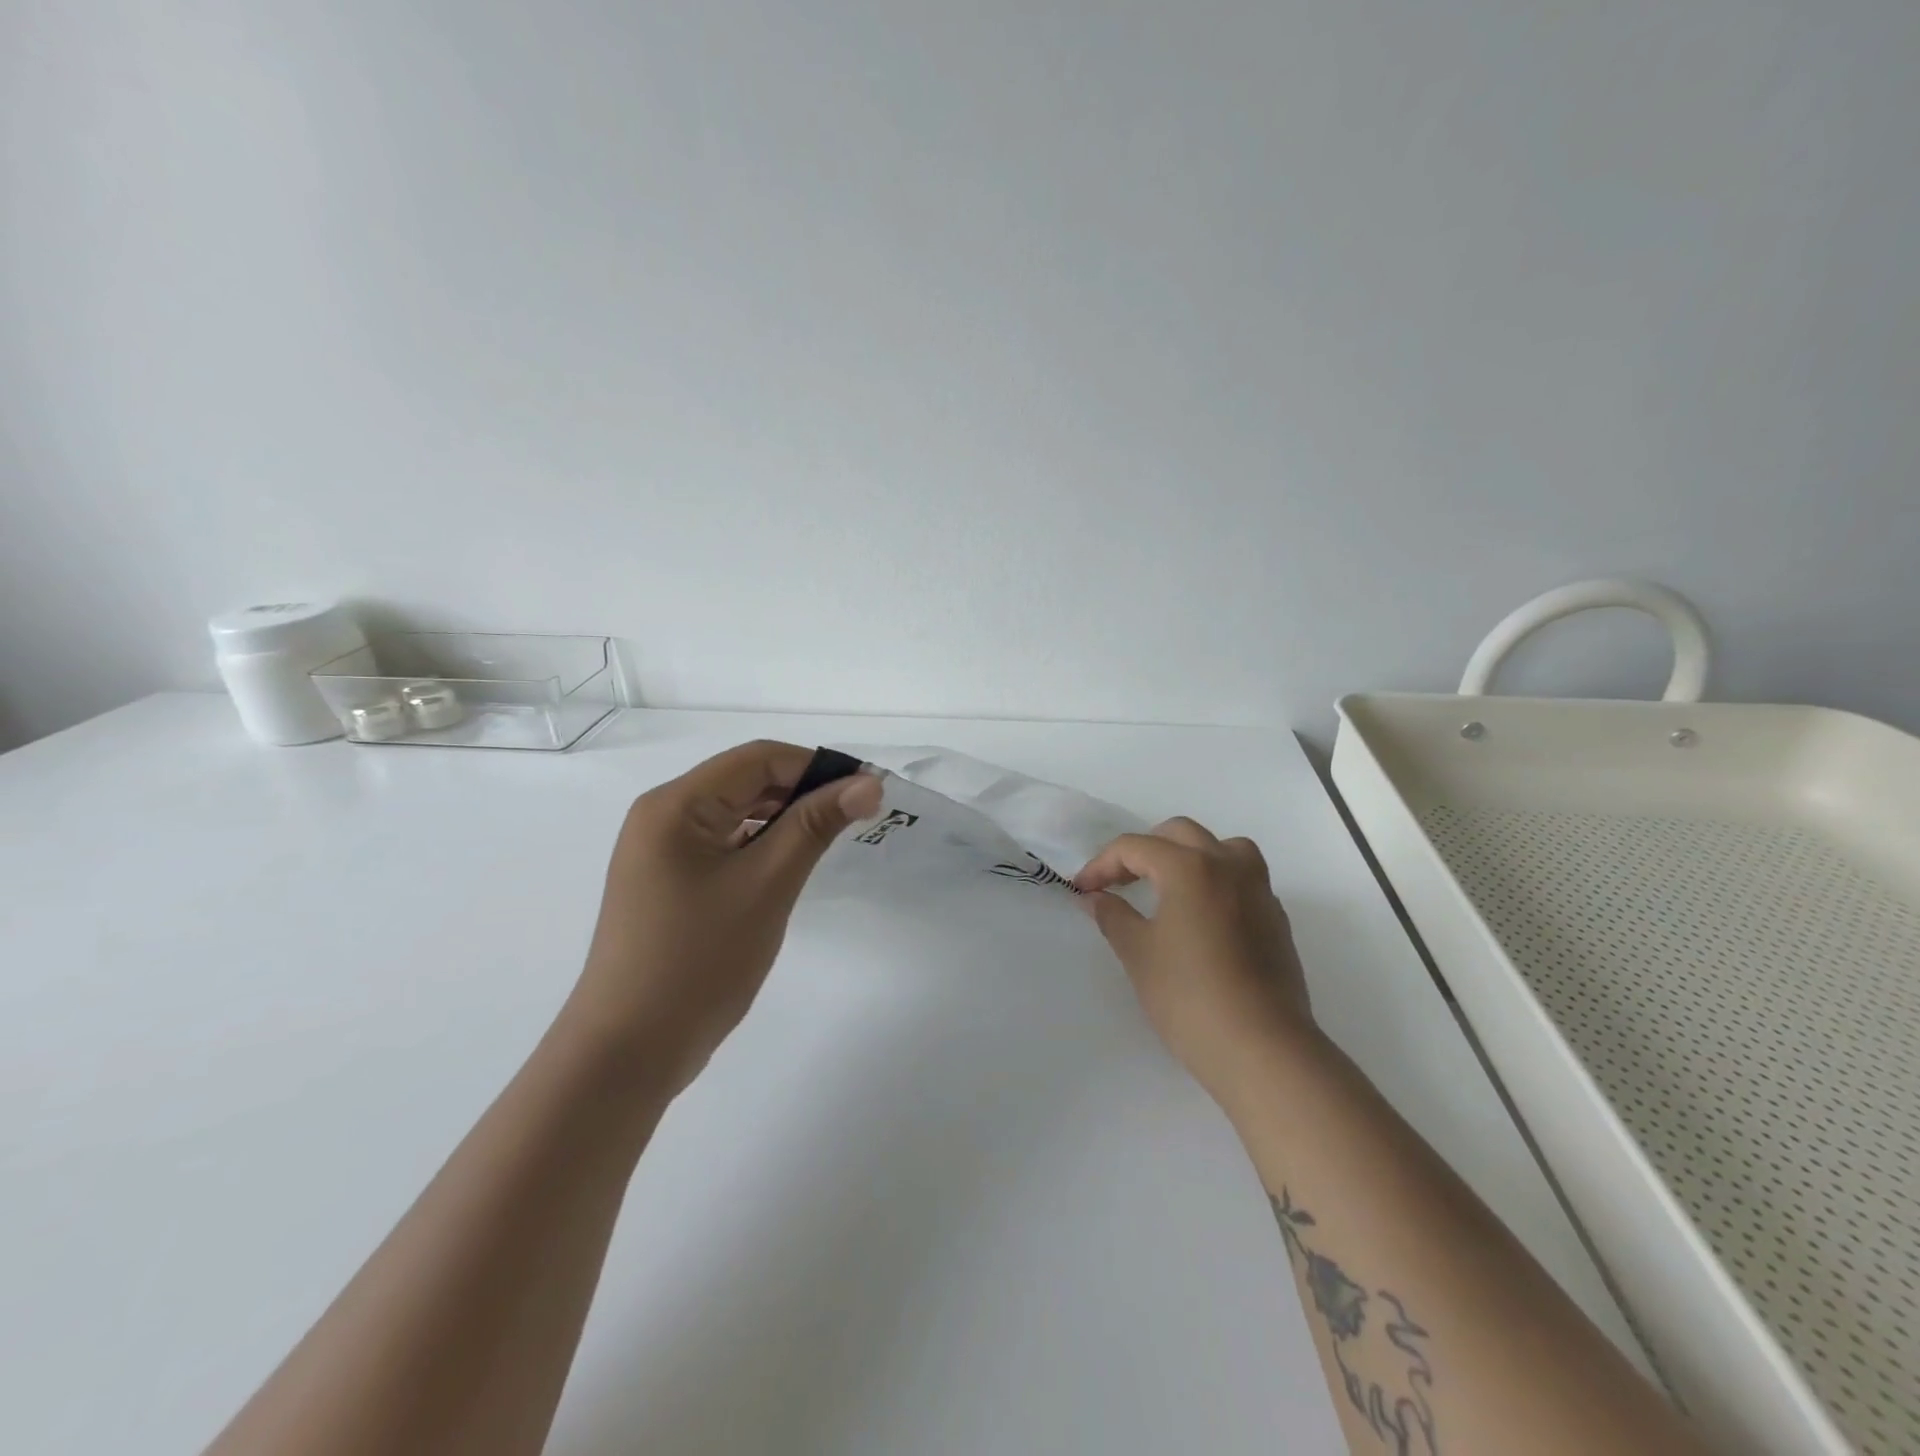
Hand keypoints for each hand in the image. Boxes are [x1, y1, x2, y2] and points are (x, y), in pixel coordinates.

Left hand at [568, 740, 882, 1094]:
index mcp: (676, 805)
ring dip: (785, 819)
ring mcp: (662, 852)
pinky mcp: (669, 882)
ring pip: (737, 814)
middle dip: (803, 791)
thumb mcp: (766, 885)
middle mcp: (663, 816)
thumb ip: (815, 825)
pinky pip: (725, 845)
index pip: (758, 759)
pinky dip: (762, 846)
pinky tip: (791, 865)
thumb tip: (867, 784)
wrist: (628, 1052)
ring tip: (832, 837)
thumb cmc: (698, 961)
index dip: (816, 766)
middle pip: (746, 782)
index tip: (867, 790)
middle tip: (857, 816)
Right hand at [1073, 817, 1317, 1102]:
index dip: (1102, 864)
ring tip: (1167, 886)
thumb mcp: (1138, 954)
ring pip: (1222, 847)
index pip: (1135, 847)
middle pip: (1180, 834)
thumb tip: (1095, 898)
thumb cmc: (1189, 997)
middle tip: (1119, 882)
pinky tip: (1201, 917)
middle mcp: (1228, 865)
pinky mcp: (1276, 918)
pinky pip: (1243, 879)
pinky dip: (1216, 882)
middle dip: (1143, 850)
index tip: (1082, 889)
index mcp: (1190, 867)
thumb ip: (1113, 916)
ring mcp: (1259, 890)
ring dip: (1189, 856)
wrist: (1262, 1049)